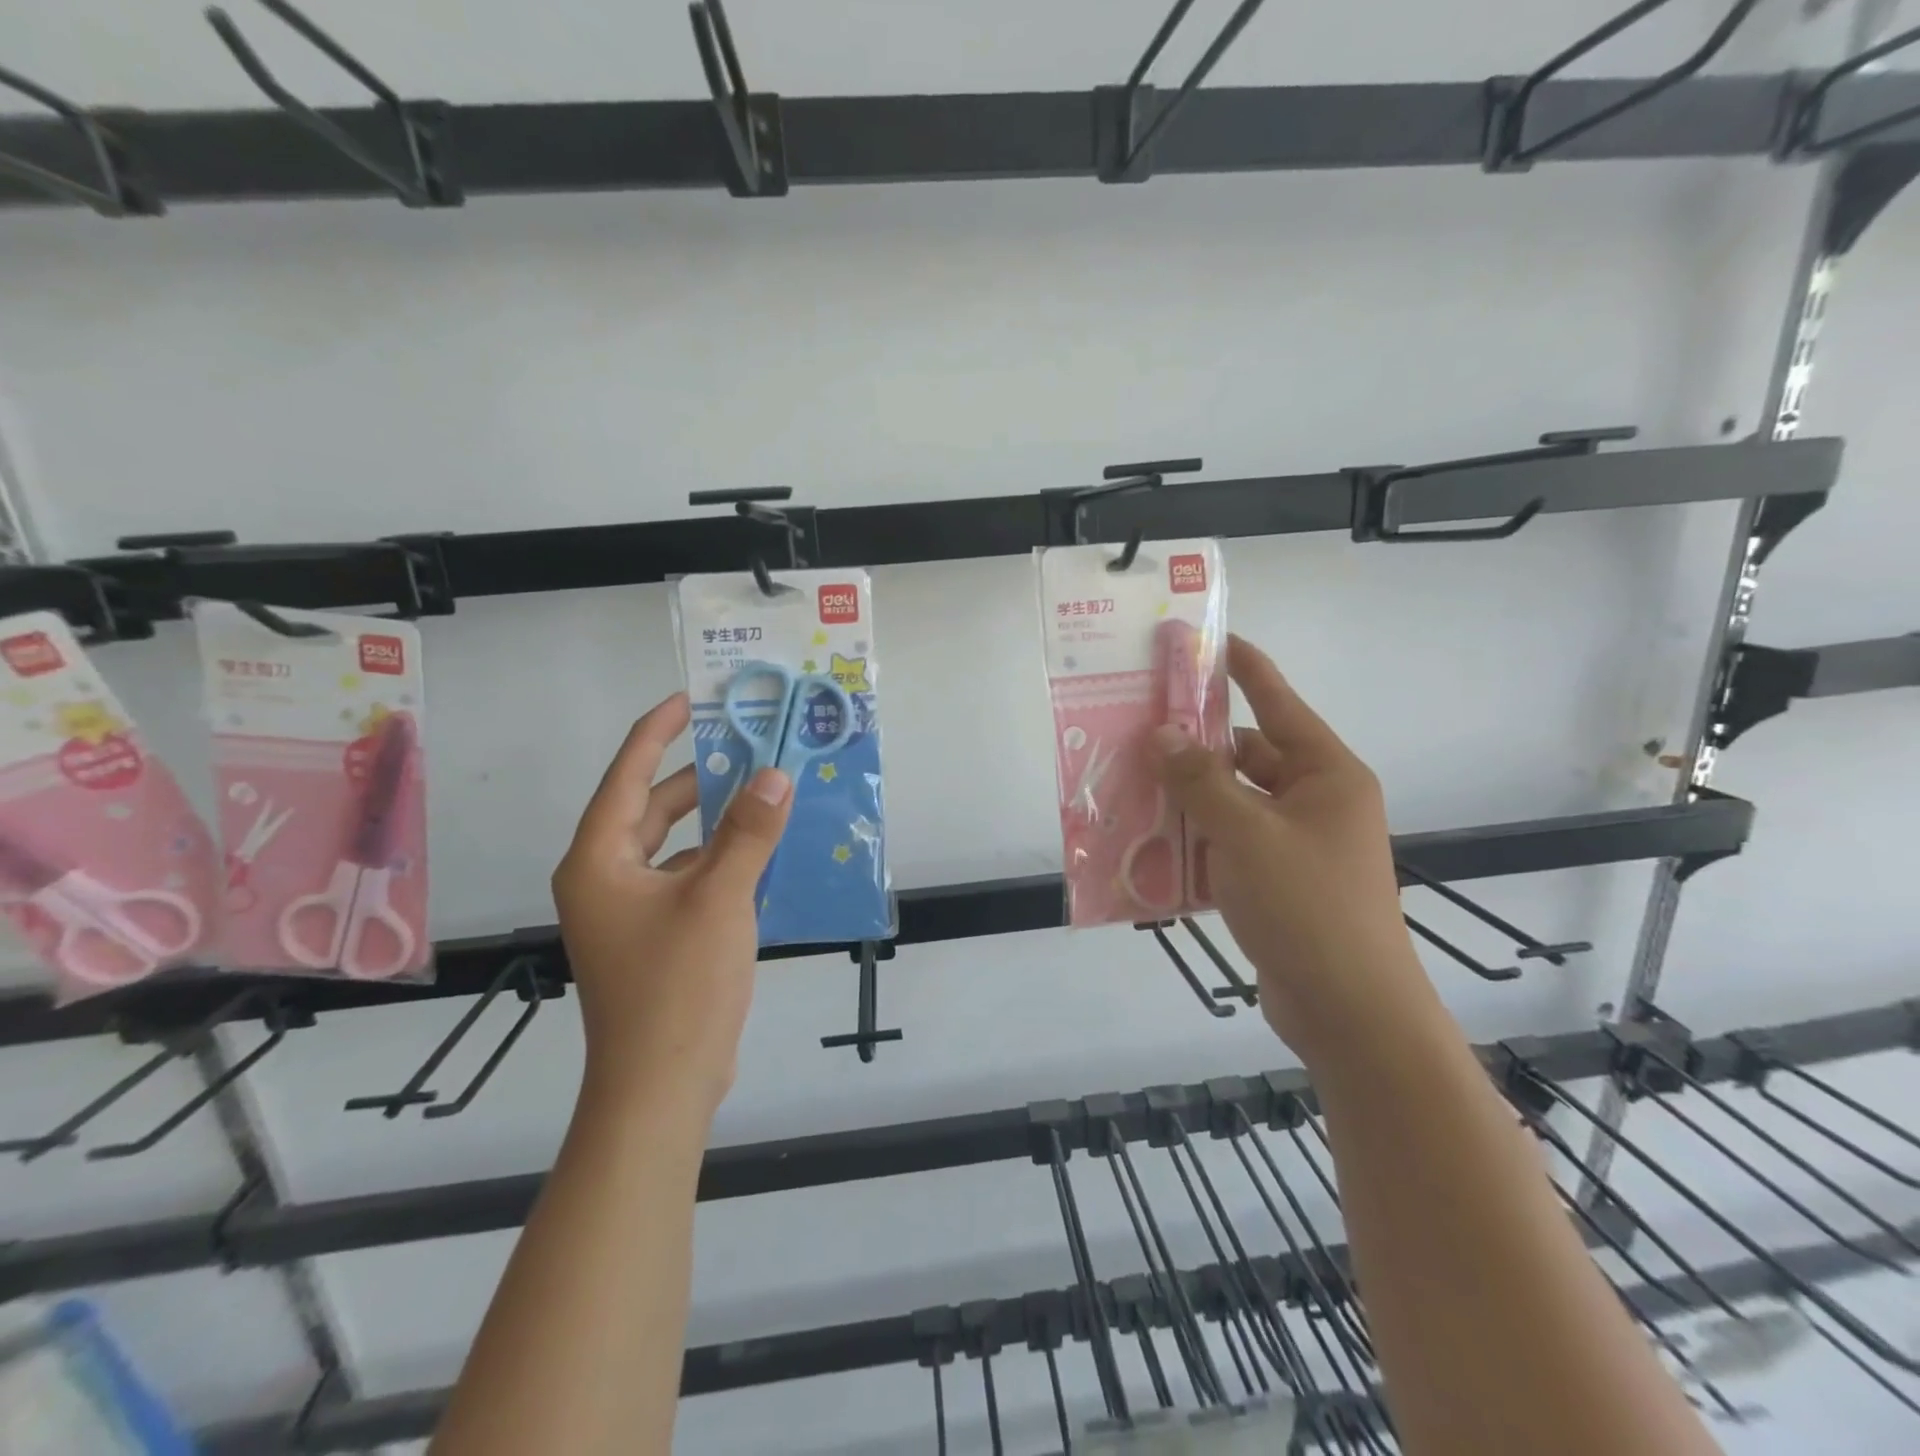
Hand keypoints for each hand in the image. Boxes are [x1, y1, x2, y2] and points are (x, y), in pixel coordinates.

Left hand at [552, 693, 792, 1115]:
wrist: (662, 1087)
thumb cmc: (678, 985)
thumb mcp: (719, 898)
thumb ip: (749, 832)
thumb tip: (775, 775)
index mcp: (599, 861)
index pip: (626, 777)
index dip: (656, 732)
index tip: (689, 698)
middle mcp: (605, 878)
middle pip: (651, 809)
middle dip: (697, 777)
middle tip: (746, 745)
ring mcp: (630, 910)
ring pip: (673, 845)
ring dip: (714, 820)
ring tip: (762, 791)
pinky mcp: (656, 935)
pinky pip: (688, 876)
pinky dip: (720, 858)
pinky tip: (761, 850)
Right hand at [1150, 635, 1432, 1058]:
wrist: (1349, 1012)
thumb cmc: (1307, 907)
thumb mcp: (1247, 834)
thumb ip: (1199, 781)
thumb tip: (1160, 735)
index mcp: (1326, 775)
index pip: (1277, 703)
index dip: (1243, 668)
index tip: (1206, 640)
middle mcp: (1315, 801)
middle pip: (1245, 756)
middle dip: (1193, 748)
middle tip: (1137, 733)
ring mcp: (1296, 844)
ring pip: (1231, 803)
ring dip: (1187, 798)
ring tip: (1129, 786)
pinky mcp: (1277, 882)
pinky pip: (1228, 844)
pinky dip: (1195, 840)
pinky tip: (1150, 843)